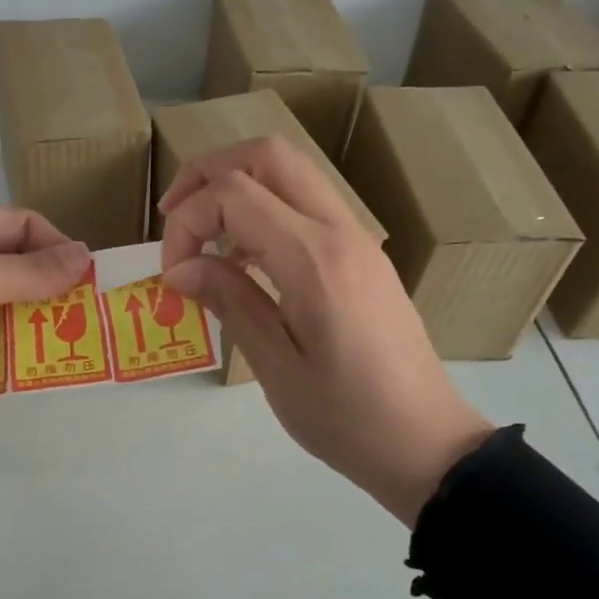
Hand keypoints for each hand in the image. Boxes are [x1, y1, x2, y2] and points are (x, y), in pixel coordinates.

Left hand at [0, 203, 89, 447]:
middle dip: (46, 291)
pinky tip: (25, 368)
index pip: (19, 224)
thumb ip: (28, 271)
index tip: (90, 285)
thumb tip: (86, 254)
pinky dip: (1, 349)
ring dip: (27, 324)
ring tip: (64, 349)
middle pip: (10, 265)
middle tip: (84, 322)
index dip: (57, 248)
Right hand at [159, 137, 492, 525]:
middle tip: (174, 218)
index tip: (172, 274)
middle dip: (208, 173)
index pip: (234, 194)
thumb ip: (230, 301)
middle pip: (268, 155)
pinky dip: (264, 210)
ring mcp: (358, 239)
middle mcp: (340, 232)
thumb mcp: (276, 367)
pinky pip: (307, 205)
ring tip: (202, 239)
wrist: (426, 443)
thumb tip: (180, 267)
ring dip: (237, 187)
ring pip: (290, 172)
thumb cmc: (346, 418)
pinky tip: (242, 261)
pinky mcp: (362, 256)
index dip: (187, 221)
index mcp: (315, 260)